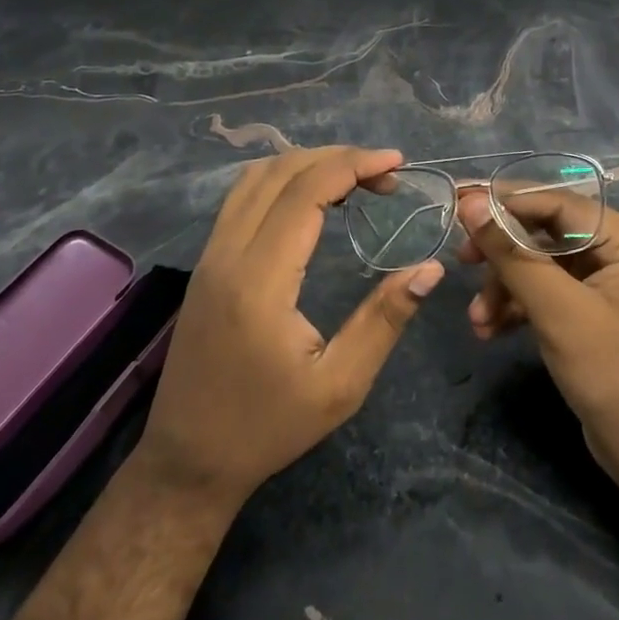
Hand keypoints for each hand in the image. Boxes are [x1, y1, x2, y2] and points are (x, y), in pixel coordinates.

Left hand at [135, 147, 443, 511]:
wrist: (188, 460)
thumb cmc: (268, 427)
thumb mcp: (340, 385)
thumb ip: (385, 320)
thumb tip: (430, 268)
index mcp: (260, 280)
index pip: (306, 191)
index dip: (354, 165)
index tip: (397, 163)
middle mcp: (229, 253)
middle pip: (282, 172)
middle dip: (338, 159)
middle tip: (385, 175)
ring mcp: (210, 254)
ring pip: (256, 177)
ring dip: (308, 163)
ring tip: (354, 177)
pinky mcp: (206, 262)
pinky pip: (242, 196)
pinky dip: (282, 179)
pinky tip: (311, 196)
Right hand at [456, 189, 618, 511]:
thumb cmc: (613, 375)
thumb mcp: (557, 312)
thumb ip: (512, 255)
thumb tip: (470, 204)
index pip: (558, 204)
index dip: (507, 201)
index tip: (459, 202)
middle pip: (546, 231)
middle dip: (502, 253)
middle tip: (460, 259)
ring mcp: (604, 278)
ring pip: (540, 262)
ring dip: (504, 286)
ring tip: (476, 320)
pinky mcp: (589, 306)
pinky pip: (545, 288)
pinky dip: (517, 305)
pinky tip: (490, 330)